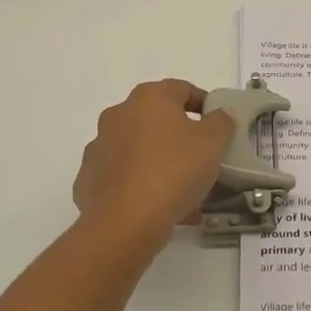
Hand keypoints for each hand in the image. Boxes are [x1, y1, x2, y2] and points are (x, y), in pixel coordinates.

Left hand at [74, 79, 236, 239]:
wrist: (125, 221)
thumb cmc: (174, 170)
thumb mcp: (213, 143)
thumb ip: (221, 122)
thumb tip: (218, 115)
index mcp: (149, 98)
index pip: (182, 89)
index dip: (203, 103)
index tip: (218, 124)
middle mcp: (119, 114)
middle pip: (156, 118)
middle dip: (179, 134)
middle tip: (200, 156)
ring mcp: (100, 146)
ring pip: (138, 148)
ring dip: (159, 160)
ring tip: (182, 188)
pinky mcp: (89, 178)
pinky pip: (123, 175)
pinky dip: (140, 184)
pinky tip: (159, 206)